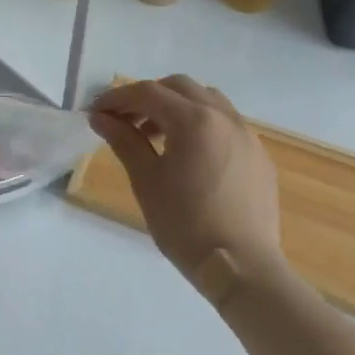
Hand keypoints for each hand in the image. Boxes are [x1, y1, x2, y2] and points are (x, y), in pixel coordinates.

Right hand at [89, 76, 283, 292]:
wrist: (242, 267)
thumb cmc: (185, 224)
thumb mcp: (146, 181)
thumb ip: (124, 141)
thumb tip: (101, 118)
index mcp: (194, 120)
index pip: (148, 93)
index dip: (117, 98)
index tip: (96, 112)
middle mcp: (224, 117)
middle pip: (179, 87)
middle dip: (148, 96)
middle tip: (124, 121)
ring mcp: (247, 135)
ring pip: (207, 100)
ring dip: (177, 107)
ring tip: (156, 136)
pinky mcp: (259, 156)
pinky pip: (226, 124)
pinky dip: (201, 125)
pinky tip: (189, 156)